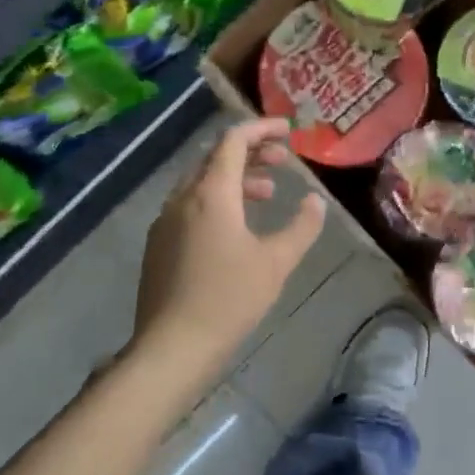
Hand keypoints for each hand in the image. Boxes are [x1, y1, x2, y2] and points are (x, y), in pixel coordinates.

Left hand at [132, 117, 325, 373]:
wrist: (173, 346)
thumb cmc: (230, 299)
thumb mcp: (276, 262)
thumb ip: (302, 226)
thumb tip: (315, 201)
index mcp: (211, 194)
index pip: (234, 141)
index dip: (262, 128)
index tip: (288, 130)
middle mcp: (182, 198)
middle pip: (215, 158)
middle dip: (251, 153)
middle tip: (283, 162)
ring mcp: (165, 222)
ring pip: (201, 183)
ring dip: (235, 180)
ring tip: (266, 195)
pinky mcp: (158, 245)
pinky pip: (189, 206)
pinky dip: (216, 201)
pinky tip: (235, 228)